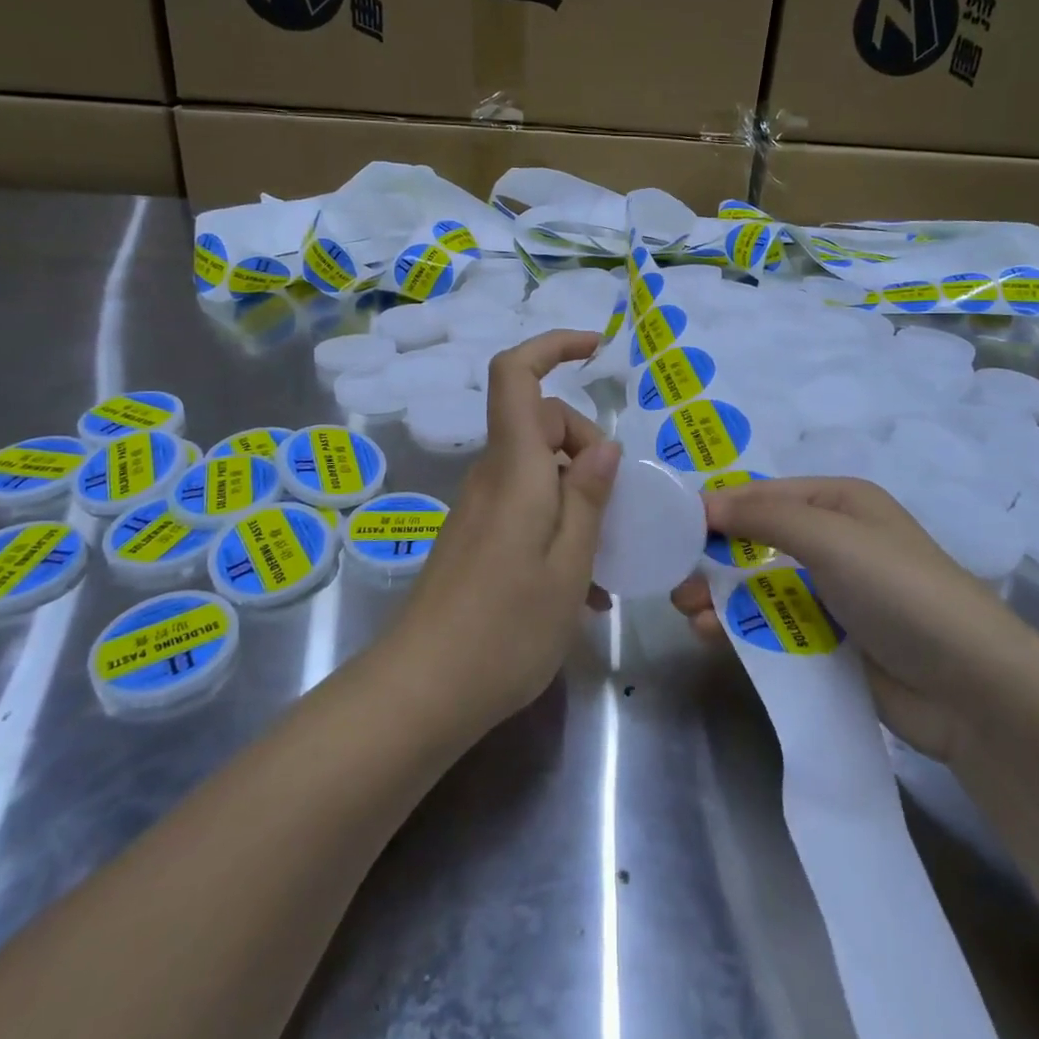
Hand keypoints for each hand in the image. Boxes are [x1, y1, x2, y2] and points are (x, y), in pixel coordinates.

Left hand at [393, 330, 621, 729]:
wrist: (422, 692)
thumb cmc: (505, 629)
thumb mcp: (568, 564)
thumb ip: (589, 497)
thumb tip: (604, 445)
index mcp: (515, 468)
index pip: (516, 375)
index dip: (553, 345)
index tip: (597, 349)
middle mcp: (493, 477)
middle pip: (541, 422)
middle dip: (587, 444)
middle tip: (616, 505)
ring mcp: (481, 508)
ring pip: (539, 469)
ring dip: (579, 495)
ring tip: (608, 560)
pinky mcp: (477, 538)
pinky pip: (527, 507)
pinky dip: (560, 527)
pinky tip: (584, 589)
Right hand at [672, 477, 1038, 762]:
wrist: (973, 689)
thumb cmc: (900, 591)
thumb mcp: (832, 538)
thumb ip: (763, 516)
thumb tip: (701, 503)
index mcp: (839, 503)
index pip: (763, 495)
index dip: (717, 507)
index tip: (670, 527)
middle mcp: (834, 542)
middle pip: (756, 541)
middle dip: (713, 556)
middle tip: (674, 579)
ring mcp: (832, 595)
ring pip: (759, 586)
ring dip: (721, 594)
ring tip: (688, 612)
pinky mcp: (831, 642)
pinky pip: (774, 625)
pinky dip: (742, 627)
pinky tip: (713, 636)